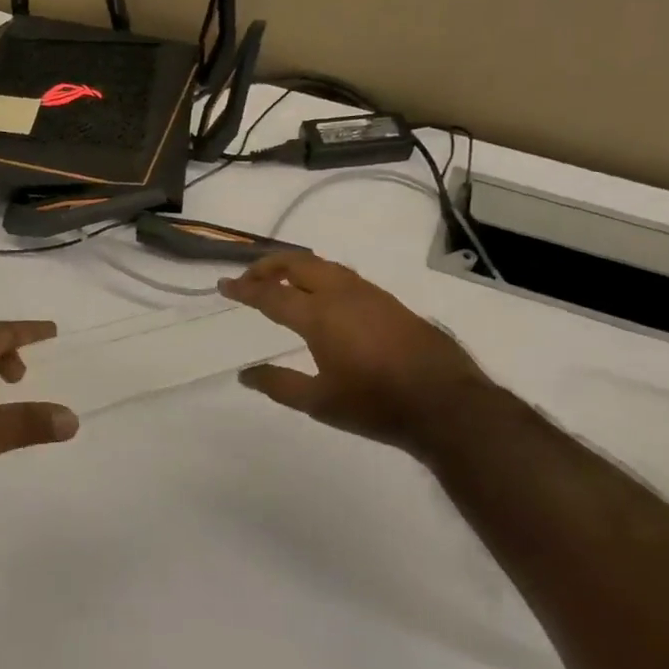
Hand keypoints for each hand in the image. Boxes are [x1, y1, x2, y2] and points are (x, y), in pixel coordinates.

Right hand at [219, 252, 491, 452]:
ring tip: (282, 282)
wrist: (444, 402)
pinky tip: (323, 298)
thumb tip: (245, 374)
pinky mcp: (389, 302)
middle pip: (298, 263)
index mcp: (319, 315)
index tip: (223, 285)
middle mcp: (342, 294)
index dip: (244, 289)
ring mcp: (370, 294)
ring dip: (297, 267)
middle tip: (249, 279)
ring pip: (324, 266)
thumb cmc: (375, 404)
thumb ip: (279, 385)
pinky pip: (344, 277)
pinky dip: (321, 277)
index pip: (271, 294)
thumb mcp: (319, 403)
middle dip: (269, 265)